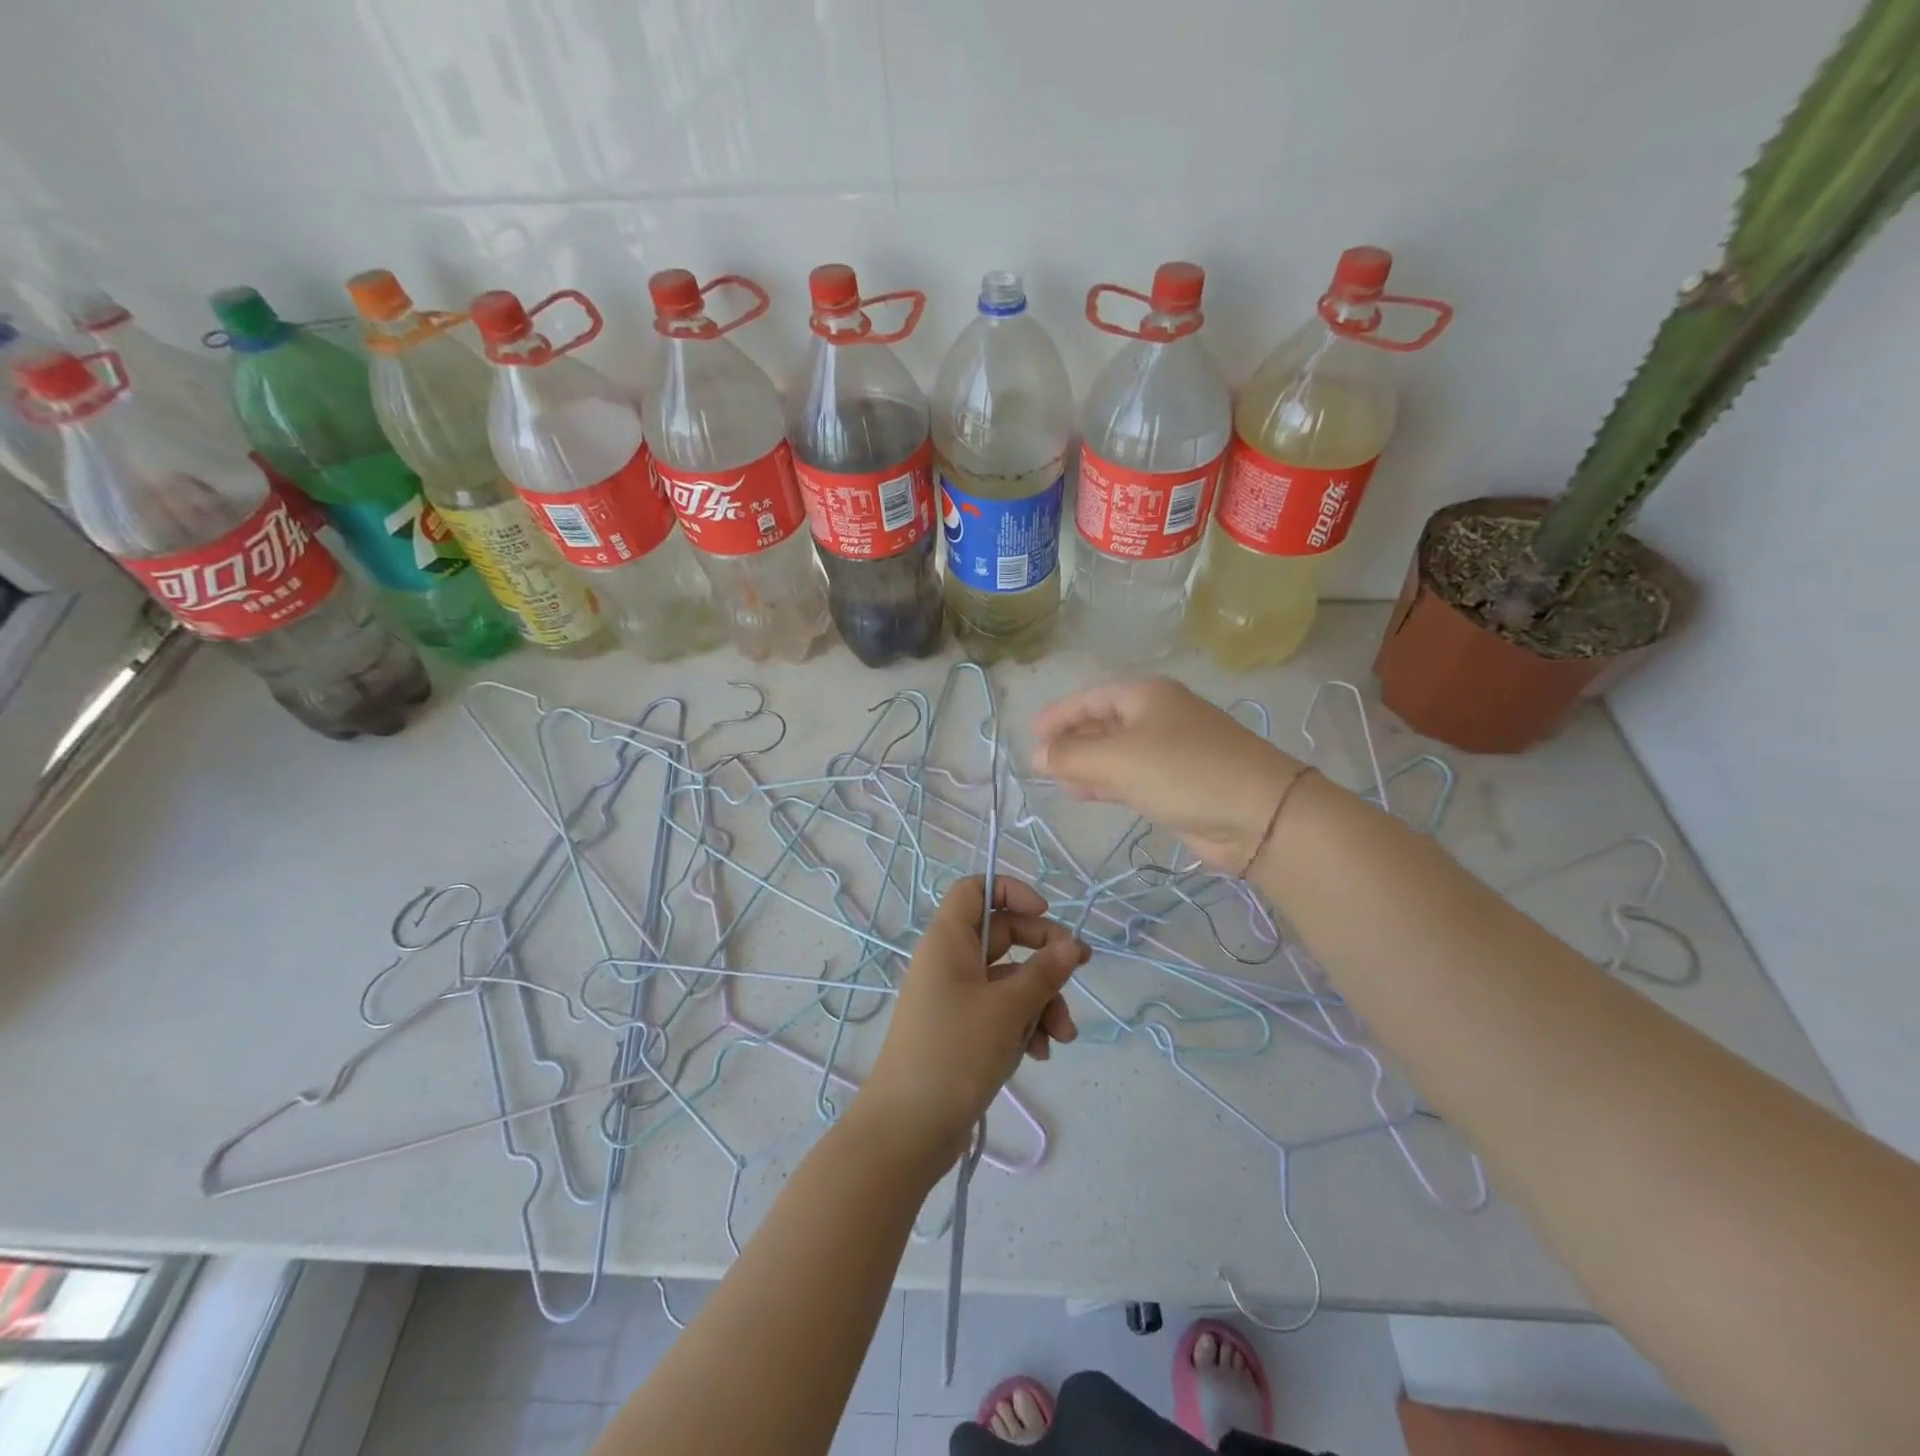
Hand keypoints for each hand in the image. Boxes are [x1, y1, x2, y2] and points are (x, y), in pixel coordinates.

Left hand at [856, 876, 1085, 1178]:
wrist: (907, 1130)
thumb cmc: (954, 1053)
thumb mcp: (1007, 1009)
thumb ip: (1044, 973)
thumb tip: (1073, 945)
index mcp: (948, 940)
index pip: (976, 889)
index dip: (1012, 891)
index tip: (1046, 912)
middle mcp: (950, 961)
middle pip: (1004, 935)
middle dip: (1044, 955)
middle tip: (1079, 968)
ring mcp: (956, 997)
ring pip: (1009, 979)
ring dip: (1041, 1000)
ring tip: (1061, 1036)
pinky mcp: (963, 1030)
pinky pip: (1002, 1011)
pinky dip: (1024, 1025)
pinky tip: (1040, 1054)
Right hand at [1031, 677, 1302, 873]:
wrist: (1259, 815)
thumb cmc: (1183, 771)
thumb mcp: (1118, 759)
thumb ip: (1072, 756)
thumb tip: (1036, 755)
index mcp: (1146, 695)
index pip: (1091, 697)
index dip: (1059, 714)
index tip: (1031, 735)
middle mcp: (1158, 716)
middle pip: (1103, 722)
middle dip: (1071, 741)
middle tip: (1040, 763)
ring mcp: (1170, 750)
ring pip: (1116, 752)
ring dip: (1086, 764)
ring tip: (1056, 781)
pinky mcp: (1178, 783)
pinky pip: (1131, 776)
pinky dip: (1106, 782)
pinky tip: (1085, 793)